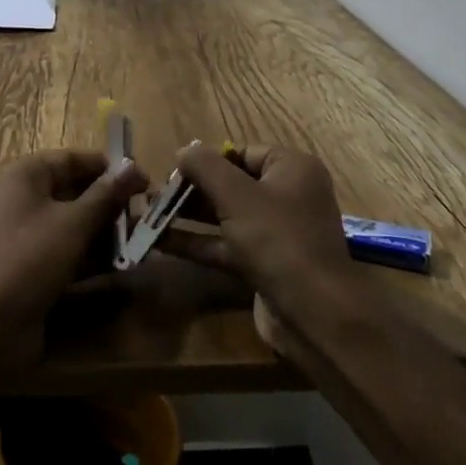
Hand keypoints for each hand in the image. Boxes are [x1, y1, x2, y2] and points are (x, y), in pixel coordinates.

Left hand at [0, 149, 146, 369]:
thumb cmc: (31, 258)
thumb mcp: (74, 222)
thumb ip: (106, 194)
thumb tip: (133, 167)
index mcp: (22, 176)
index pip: (70, 159)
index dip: (108, 167)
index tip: (142, 179)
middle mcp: (19, 200)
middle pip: (72, 191)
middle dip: (109, 202)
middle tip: (146, 211)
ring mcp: (22, 237)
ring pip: (71, 224)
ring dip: (104, 231)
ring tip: (141, 239)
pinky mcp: (28, 269)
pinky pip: (64, 251)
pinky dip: (89, 256)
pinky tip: (121, 265)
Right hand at [158, 144, 358, 341]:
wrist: (315, 314)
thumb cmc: (277, 239)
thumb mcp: (236, 195)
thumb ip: (205, 166)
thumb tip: (183, 150)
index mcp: (292, 168)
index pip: (242, 153)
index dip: (207, 159)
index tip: (174, 169)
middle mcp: (288, 195)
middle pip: (232, 184)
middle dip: (193, 189)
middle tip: (156, 194)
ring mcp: (278, 233)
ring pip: (226, 216)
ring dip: (190, 216)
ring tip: (150, 214)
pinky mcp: (266, 265)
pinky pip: (227, 245)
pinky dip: (198, 243)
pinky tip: (161, 243)